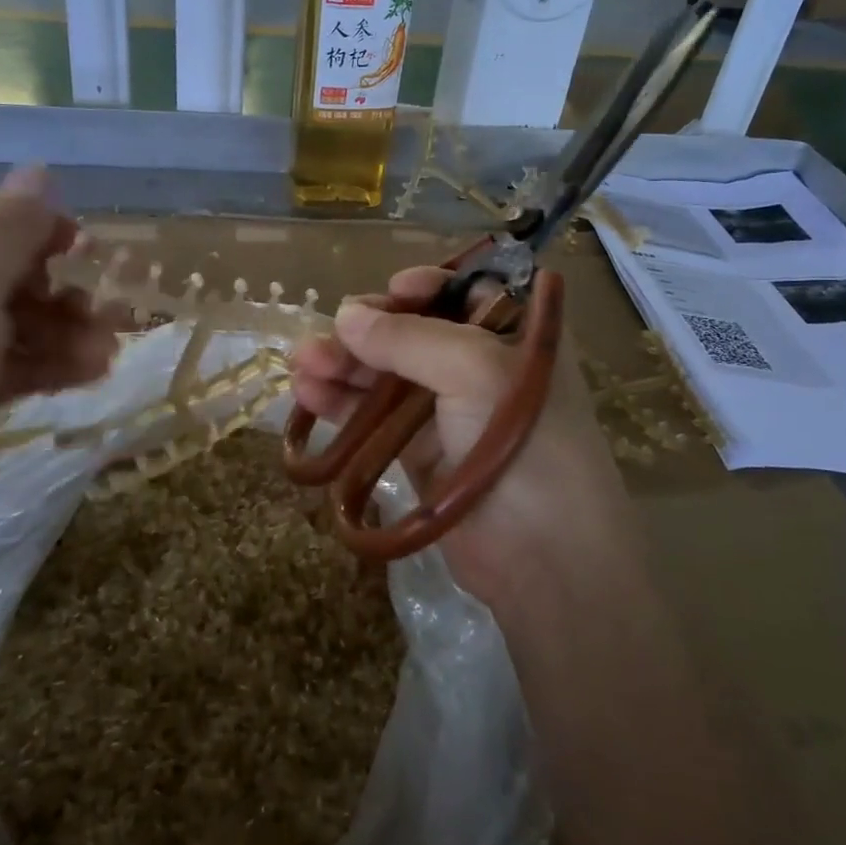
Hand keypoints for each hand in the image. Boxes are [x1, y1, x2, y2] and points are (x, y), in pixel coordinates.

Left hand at [0, 170, 119, 551]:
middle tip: (109, 304)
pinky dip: (54, 364)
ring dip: (67, 329)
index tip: (84, 242)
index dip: (30, 221)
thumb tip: (39, 170)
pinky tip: (94, 372)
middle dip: (59, 285)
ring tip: (110, 348)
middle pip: (3, 271)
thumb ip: (11, 229)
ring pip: (17, 321)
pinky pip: (16, 365)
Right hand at [290, 267, 628, 606]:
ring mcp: (449, 412)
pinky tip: (308, 394)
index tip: (392, 290)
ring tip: (300, 363)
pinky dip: (342, 404)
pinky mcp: (420, 453)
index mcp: (516, 336)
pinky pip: (375, 417)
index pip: (468, 292)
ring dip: (344, 365)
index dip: (427, 287)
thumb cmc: (524, 442)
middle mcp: (483, 367)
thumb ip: (407, 338)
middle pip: (416, 332)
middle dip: (369, 329)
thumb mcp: (474, 370)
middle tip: (326, 335)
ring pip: (388, 374)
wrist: (545, 557)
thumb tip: (344, 316)